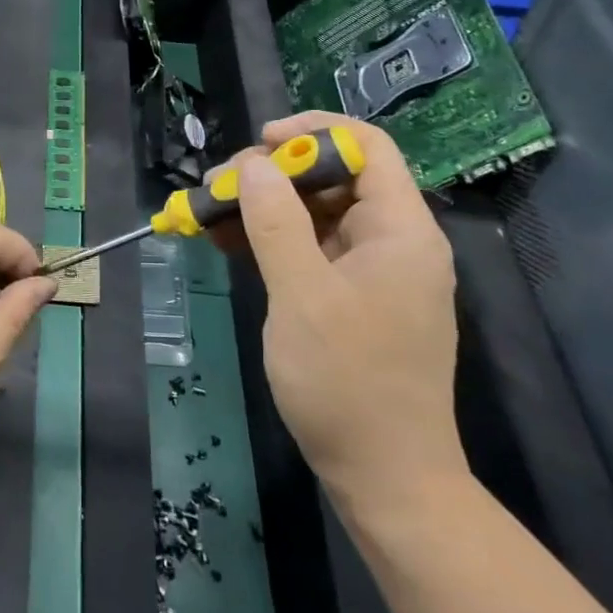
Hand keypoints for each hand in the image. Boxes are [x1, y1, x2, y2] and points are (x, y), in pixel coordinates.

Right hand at [223, 112, 466, 515]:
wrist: (386, 481)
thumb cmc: (348, 383)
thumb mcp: (302, 296)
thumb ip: (276, 222)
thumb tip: (255, 163)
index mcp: (400, 230)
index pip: (367, 146)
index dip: (314, 132)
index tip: (260, 143)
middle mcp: (392, 241)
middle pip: (335, 176)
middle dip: (274, 172)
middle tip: (221, 186)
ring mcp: (372, 271)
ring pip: (316, 212)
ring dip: (265, 206)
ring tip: (211, 211)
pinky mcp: (352, 297)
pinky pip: (310, 248)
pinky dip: (271, 240)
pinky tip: (228, 242)